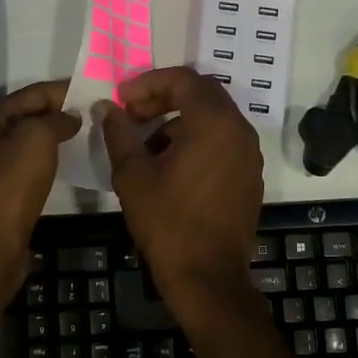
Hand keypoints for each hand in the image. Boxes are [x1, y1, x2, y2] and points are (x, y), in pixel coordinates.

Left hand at [0, 80, 79, 285]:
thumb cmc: (11, 185)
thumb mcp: (36, 138)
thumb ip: (56, 119)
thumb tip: (71, 117)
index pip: (33, 93)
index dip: (64, 89)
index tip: (96, 89)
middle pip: (30, 115)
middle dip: (62, 111)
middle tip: (97, 111)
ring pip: (32, 140)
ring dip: (58, 135)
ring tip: (90, 133)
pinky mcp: (4, 190)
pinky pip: (32, 163)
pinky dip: (52, 158)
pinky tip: (72, 160)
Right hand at [99, 66, 262, 314]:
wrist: (207, 277)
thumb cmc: (167, 222)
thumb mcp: (133, 175)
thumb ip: (119, 133)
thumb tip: (107, 107)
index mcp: (214, 123)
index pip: (183, 80)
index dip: (148, 83)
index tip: (122, 100)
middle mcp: (240, 131)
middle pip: (202, 94)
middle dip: (163, 98)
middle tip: (132, 116)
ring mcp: (249, 155)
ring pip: (213, 119)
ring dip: (179, 120)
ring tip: (146, 145)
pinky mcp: (250, 177)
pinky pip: (223, 142)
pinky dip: (197, 141)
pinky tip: (170, 167)